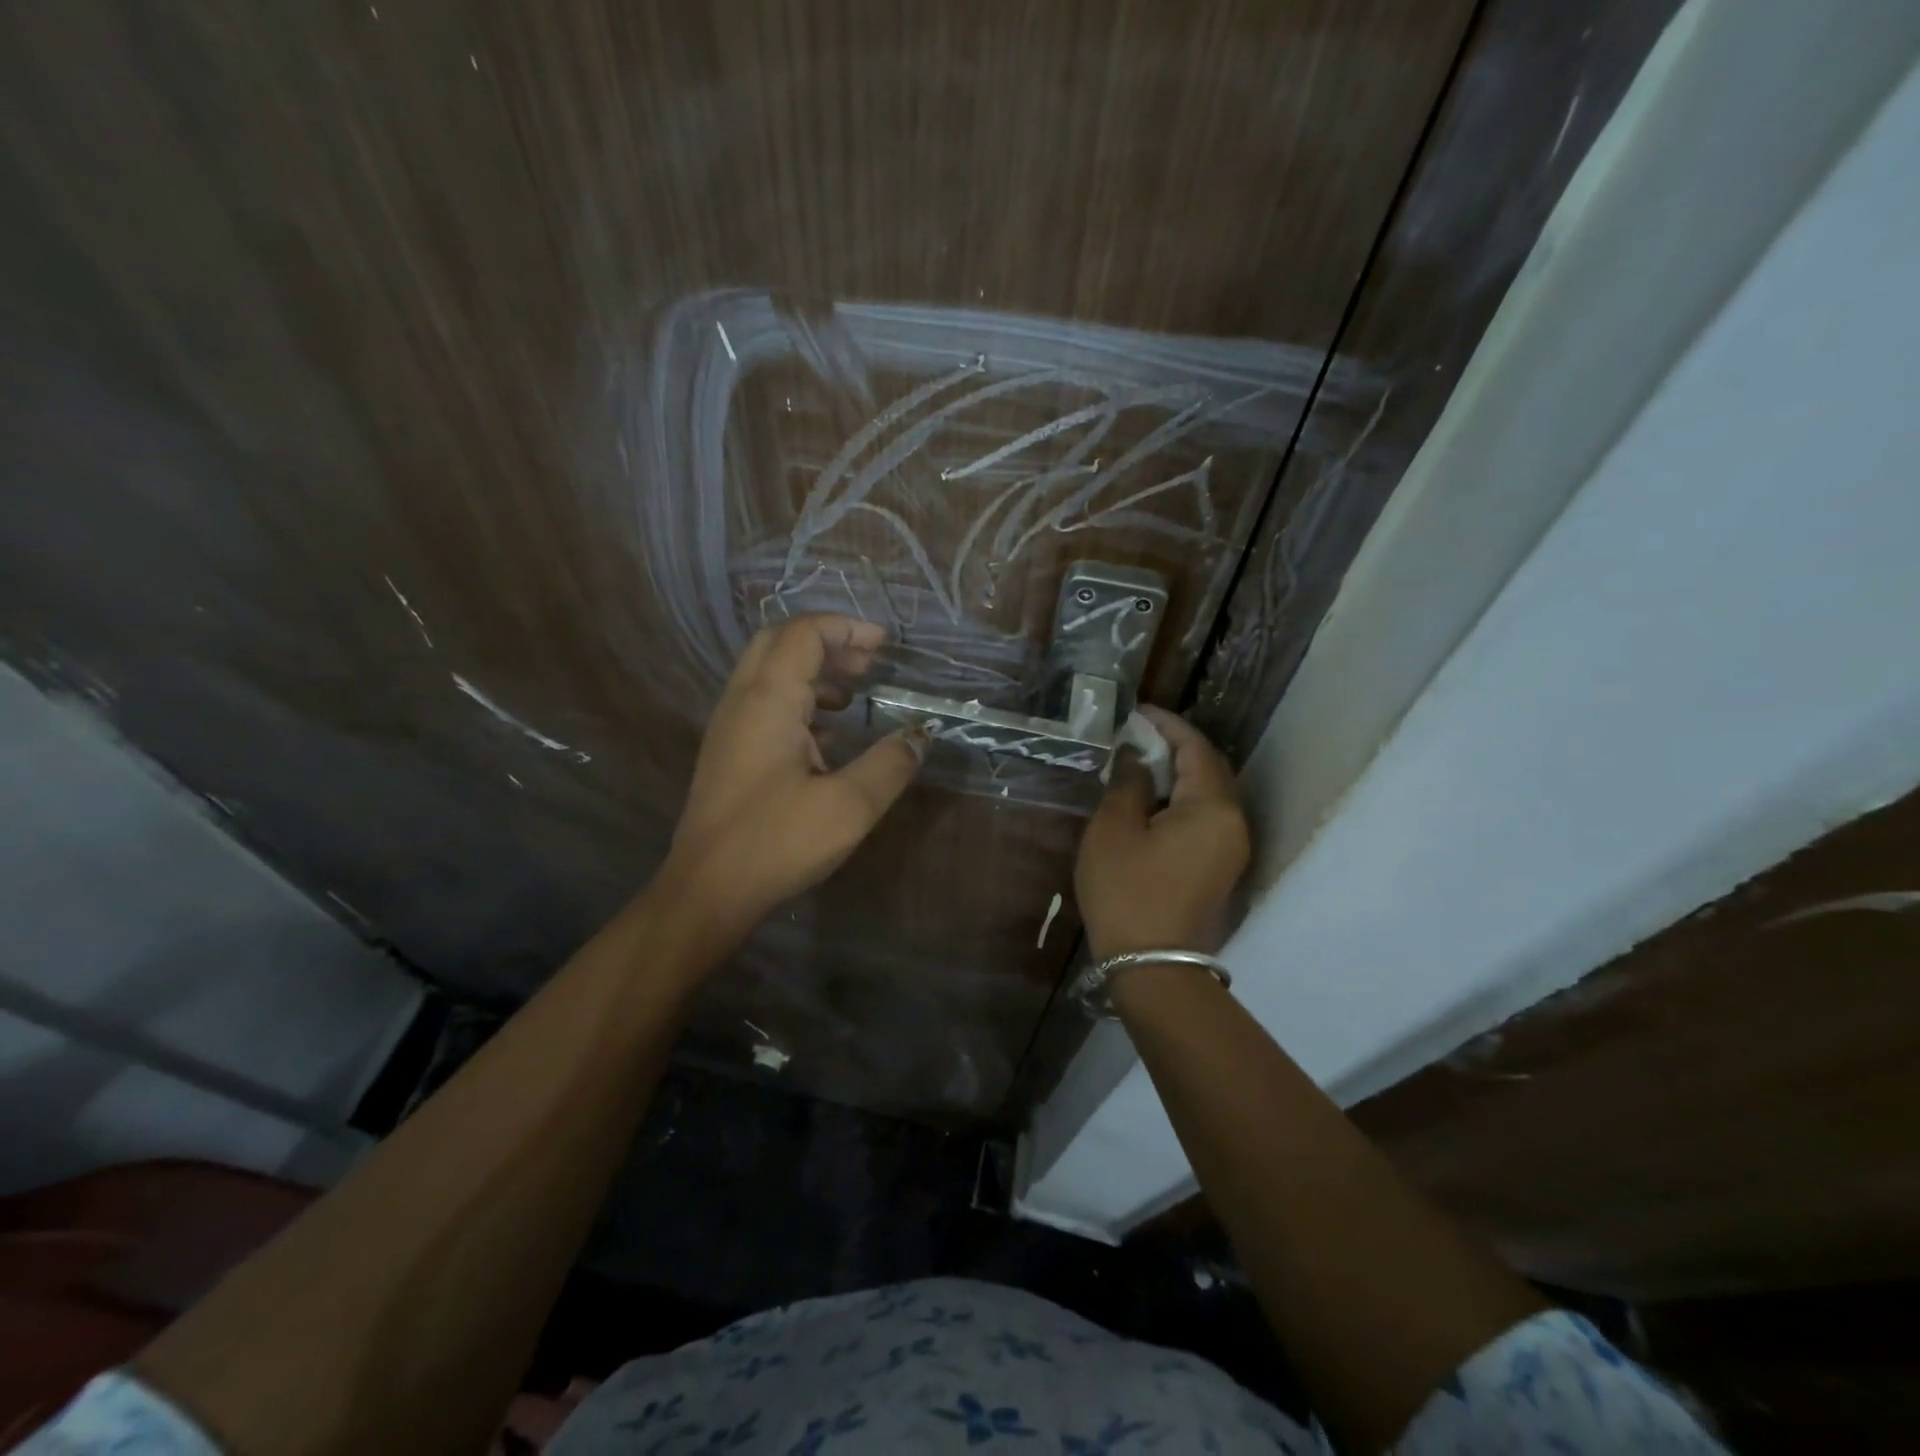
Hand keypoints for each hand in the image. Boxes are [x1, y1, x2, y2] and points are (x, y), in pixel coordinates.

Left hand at [666, 614, 924, 934]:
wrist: (707, 891)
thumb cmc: (777, 842)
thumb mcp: (849, 805)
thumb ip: (890, 763)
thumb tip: (920, 735)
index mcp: (768, 700)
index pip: (804, 634)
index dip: (847, 629)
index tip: (885, 645)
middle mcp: (742, 701)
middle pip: (780, 643)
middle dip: (828, 642)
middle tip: (869, 663)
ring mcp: (729, 727)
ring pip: (769, 673)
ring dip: (813, 671)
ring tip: (854, 694)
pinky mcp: (728, 753)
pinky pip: (764, 704)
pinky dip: (799, 700)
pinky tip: (828, 735)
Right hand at [1075, 707, 1250, 959]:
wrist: (1152, 965)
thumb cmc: (1127, 891)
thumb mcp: (1114, 829)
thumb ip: (1128, 782)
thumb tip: (1137, 756)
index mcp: (1212, 807)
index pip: (1196, 748)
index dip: (1167, 725)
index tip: (1137, 712)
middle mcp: (1234, 822)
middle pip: (1210, 768)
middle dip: (1176, 746)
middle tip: (1137, 735)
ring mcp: (1232, 847)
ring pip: (1210, 793)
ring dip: (1180, 772)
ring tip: (1141, 762)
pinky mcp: (1222, 866)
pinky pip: (1207, 816)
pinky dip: (1183, 798)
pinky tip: (1153, 800)